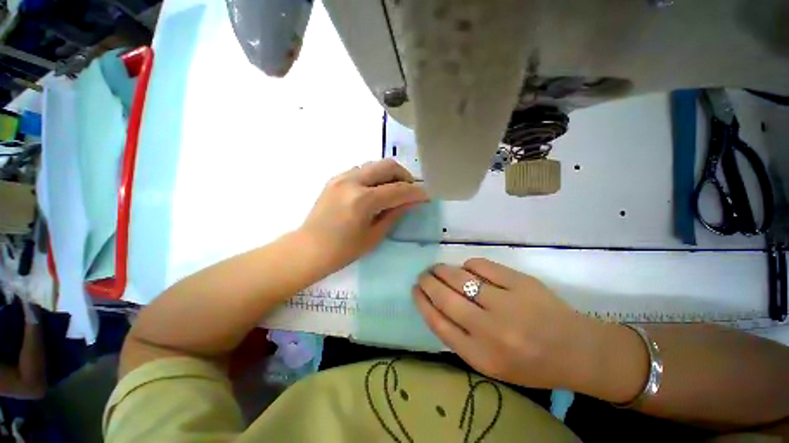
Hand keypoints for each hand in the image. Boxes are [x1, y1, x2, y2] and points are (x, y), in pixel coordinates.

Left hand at [301, 159, 428, 269]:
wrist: (308, 249)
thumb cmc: (343, 251)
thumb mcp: (374, 236)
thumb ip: (394, 214)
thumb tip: (411, 202)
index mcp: (363, 200)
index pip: (398, 189)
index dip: (416, 192)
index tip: (426, 196)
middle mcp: (352, 181)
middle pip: (387, 166)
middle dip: (404, 176)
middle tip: (411, 190)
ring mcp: (341, 177)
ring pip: (374, 165)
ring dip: (389, 175)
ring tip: (395, 190)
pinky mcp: (335, 179)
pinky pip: (362, 170)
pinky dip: (375, 177)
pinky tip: (376, 191)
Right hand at [413, 259, 604, 389]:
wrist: (578, 352)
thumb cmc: (530, 363)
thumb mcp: (490, 363)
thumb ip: (461, 337)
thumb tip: (437, 303)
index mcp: (481, 356)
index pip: (438, 323)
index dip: (422, 302)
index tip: (414, 290)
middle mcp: (490, 330)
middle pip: (445, 297)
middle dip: (428, 282)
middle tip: (423, 275)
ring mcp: (506, 303)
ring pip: (460, 277)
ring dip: (443, 270)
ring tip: (438, 268)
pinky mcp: (520, 283)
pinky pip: (482, 266)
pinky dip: (469, 265)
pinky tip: (468, 268)